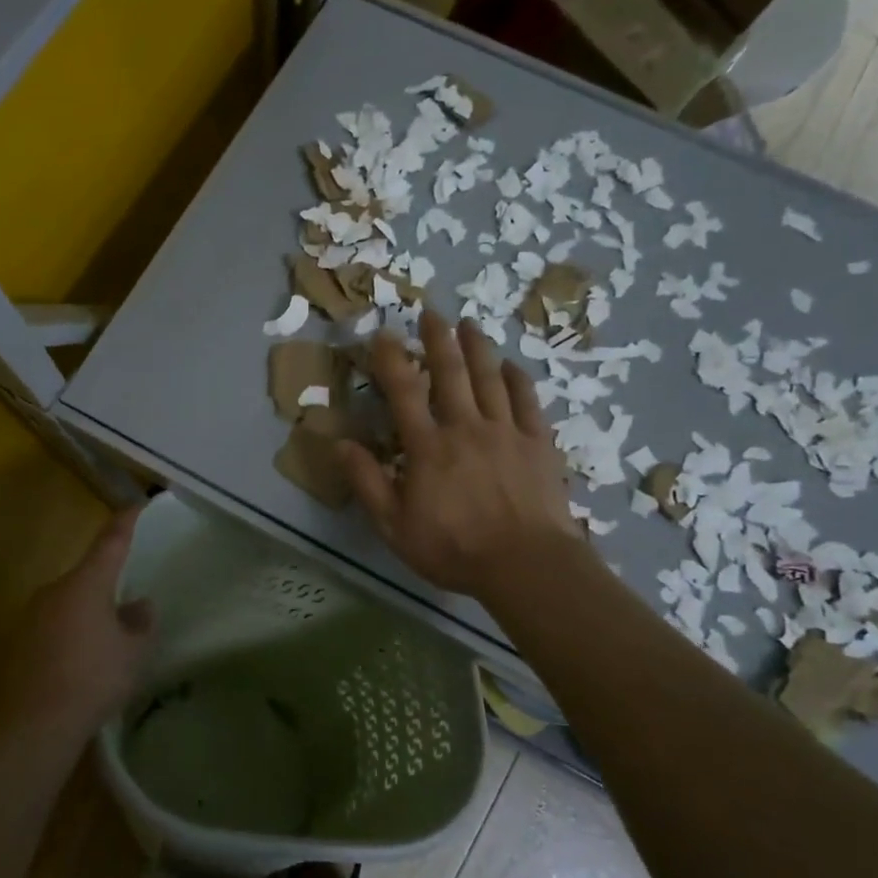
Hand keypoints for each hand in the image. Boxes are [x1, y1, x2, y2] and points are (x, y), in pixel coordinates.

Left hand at [5, 509, 154, 734]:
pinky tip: (83, 661)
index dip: (126, 522)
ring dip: (89, 611)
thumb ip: (140, 623)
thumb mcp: (133, 652)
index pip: (110, 541)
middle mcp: (55, 589)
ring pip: (70, 601)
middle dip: (109, 583)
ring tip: (110, 640)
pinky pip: (55, 625)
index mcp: (87, 583)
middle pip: (88, 574)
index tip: (138, 506)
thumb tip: (139, 605)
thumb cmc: (93, 679)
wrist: (33, 724)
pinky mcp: (20, 641)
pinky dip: (72, 633)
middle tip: (131, 602)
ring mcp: (33, 615)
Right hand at [336, 311, 585, 599]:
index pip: (404, 392)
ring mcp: (505, 431)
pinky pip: (527, 401)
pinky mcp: (537, 443)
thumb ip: (368, 482)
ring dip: (477, 348)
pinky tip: (511, 366)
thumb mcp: (395, 526)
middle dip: (438, 339)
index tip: (384, 334)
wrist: (526, 564)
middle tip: (431, 313)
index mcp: (428, 447)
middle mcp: (465, 427)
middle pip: (450, 373)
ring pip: (489, 378)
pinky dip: (518, 379)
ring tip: (469, 324)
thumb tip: (340, 443)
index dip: (391, 360)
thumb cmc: (454, 549)